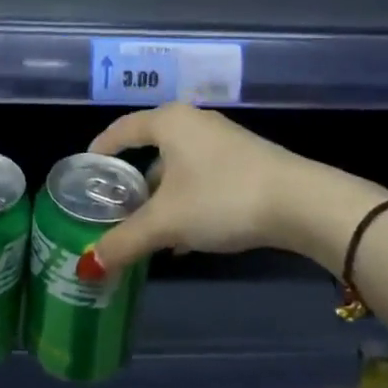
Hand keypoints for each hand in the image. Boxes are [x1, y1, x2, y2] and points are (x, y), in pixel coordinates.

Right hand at [84, 103, 387, 276]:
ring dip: (162, 198)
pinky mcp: (245, 161)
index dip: (101, 149)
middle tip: (114, 209)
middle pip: (151, 149)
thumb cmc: (222, 198)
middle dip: (132, 182)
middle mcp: (194, 122)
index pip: (122, 129)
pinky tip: (186, 238)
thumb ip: (124, 241)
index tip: (85, 171)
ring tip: (148, 231)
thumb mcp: (167, 222)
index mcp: (169, 122)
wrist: (301, 203)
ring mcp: (222, 141)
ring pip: (178, 167)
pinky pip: (201, 177)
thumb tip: (87, 265)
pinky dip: (187, 201)